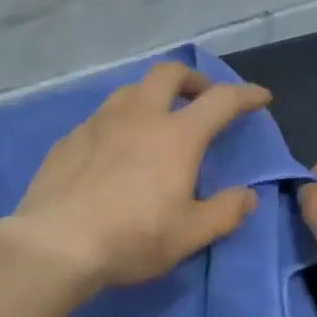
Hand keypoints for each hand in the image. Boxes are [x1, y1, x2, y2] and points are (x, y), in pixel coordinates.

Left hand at [0, 62, 271, 291]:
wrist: (56, 242)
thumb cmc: (131, 238)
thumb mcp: (189, 235)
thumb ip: (225, 212)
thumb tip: (247, 195)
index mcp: (176, 135)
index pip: (220, 100)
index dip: (245, 95)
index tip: (260, 97)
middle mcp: (138, 116)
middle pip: (169, 73)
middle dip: (192, 79)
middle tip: (201, 98)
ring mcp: (99, 122)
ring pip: (131, 90)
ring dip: (152, 96)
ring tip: (156, 121)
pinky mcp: (69, 137)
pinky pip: (102, 117)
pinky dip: (119, 122)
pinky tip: (114, 149)